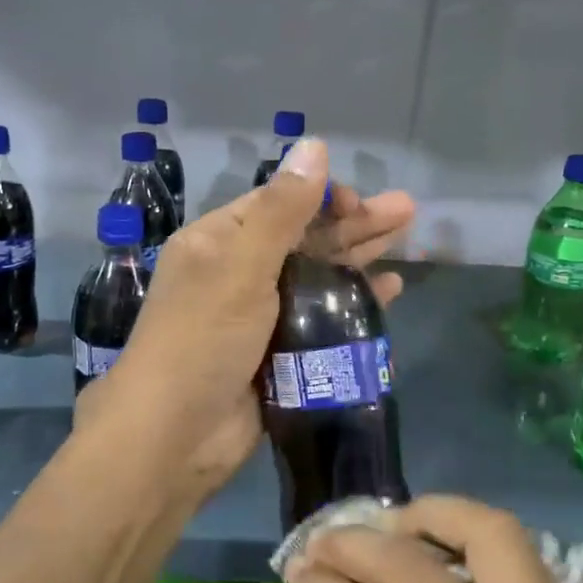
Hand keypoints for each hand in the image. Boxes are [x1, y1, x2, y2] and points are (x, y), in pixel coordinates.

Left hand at [76, 138, 414, 502]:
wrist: (175, 436)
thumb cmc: (201, 339)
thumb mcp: (240, 266)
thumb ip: (281, 210)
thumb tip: (312, 145)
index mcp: (218, 244)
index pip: (276, 204)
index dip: (319, 197)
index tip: (358, 202)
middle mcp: (238, 274)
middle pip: (305, 238)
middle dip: (353, 222)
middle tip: (407, 211)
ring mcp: (261, 317)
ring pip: (318, 276)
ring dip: (360, 257)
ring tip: (407, 237)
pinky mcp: (281, 354)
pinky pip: (323, 319)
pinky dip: (353, 303)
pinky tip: (388, 291)